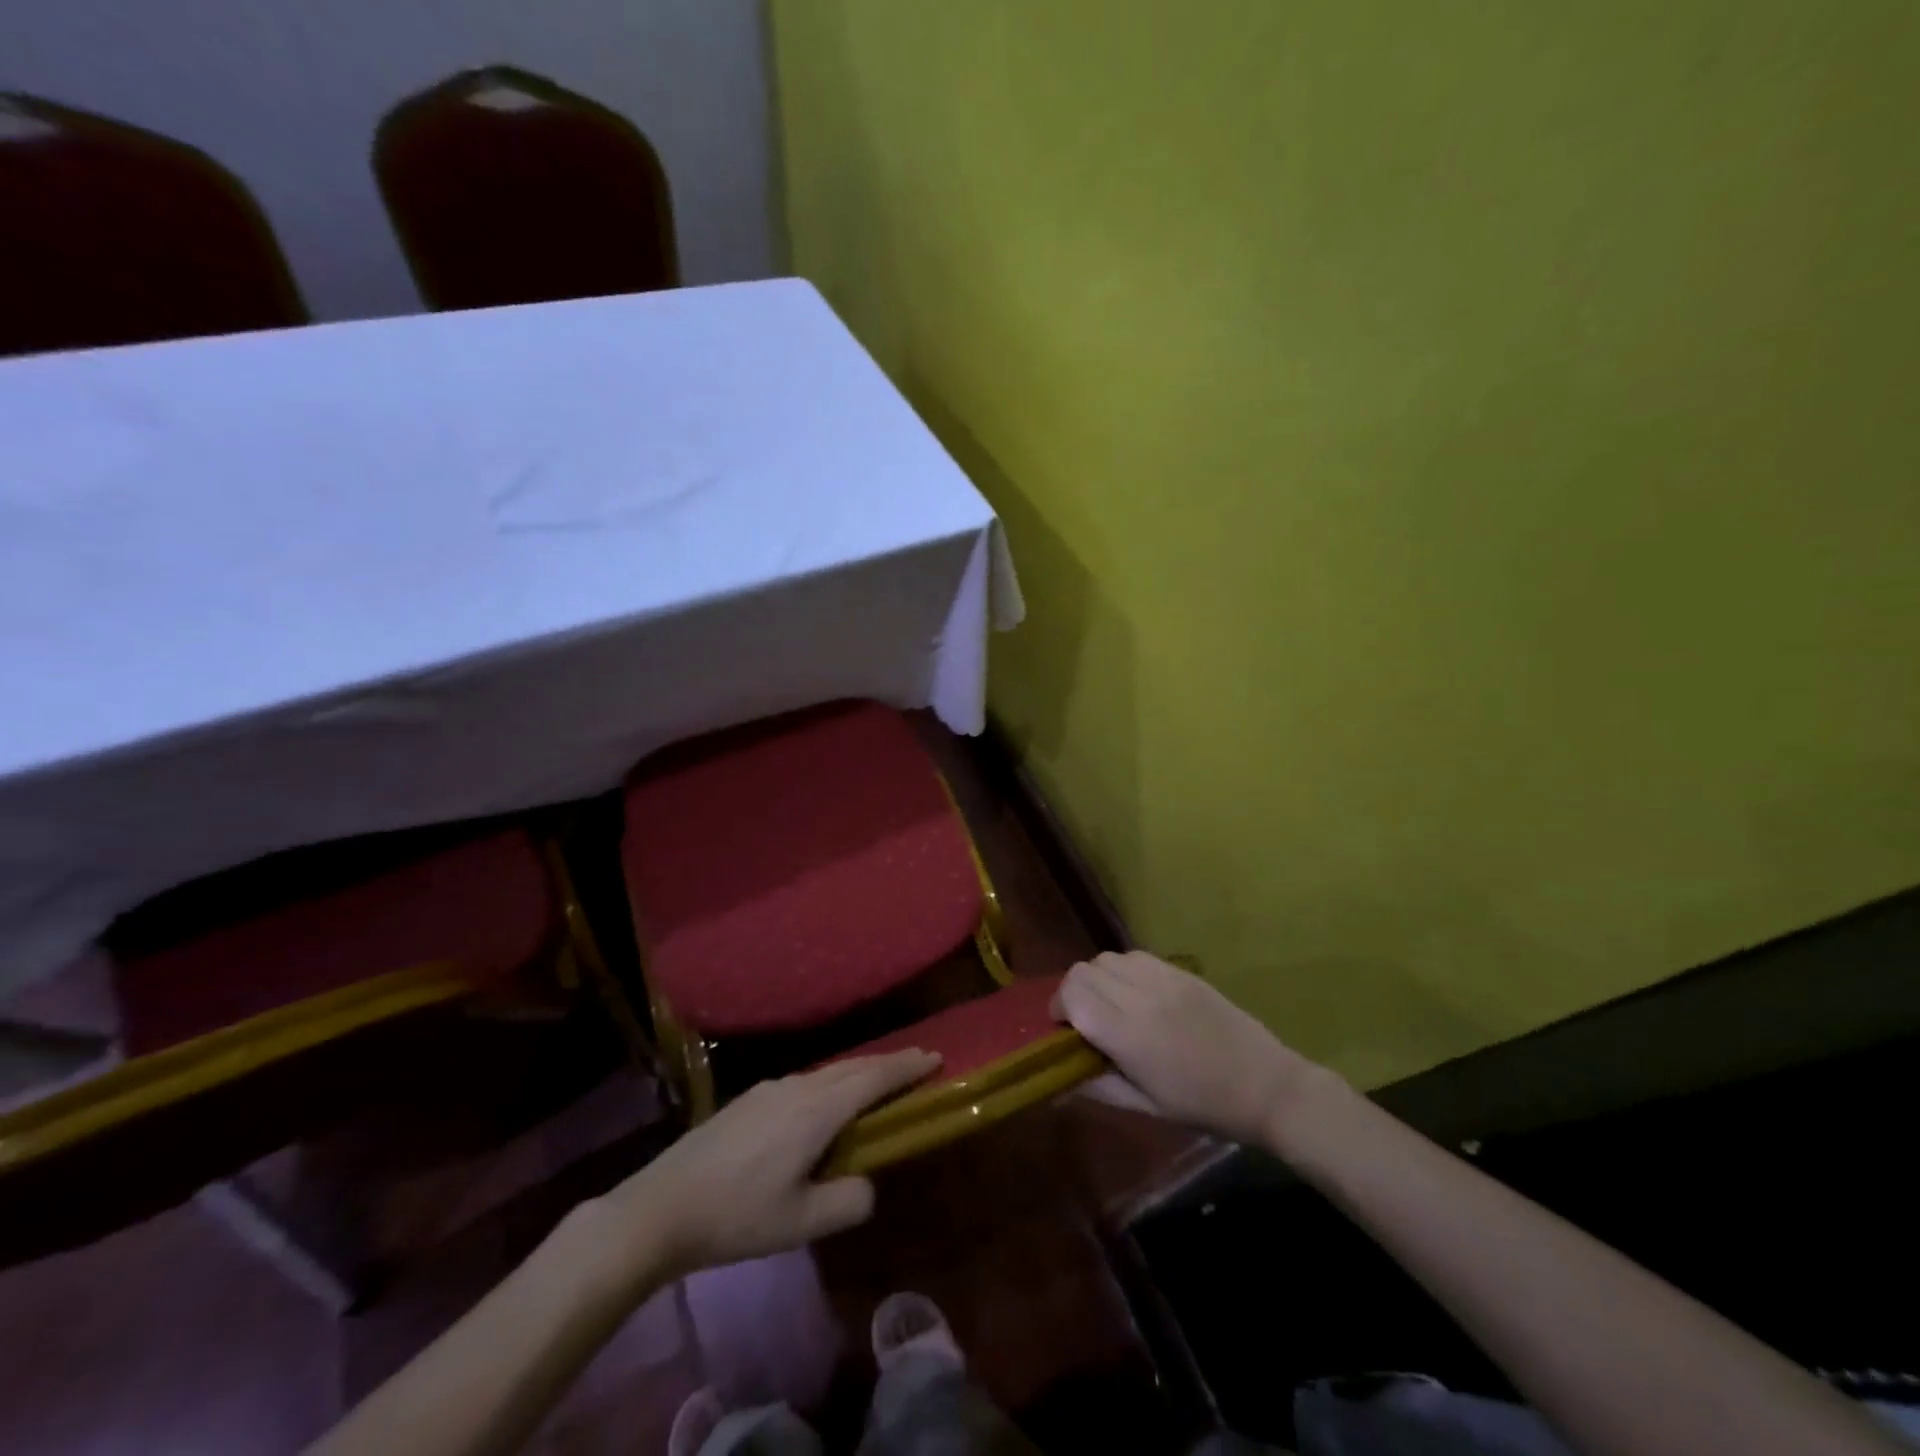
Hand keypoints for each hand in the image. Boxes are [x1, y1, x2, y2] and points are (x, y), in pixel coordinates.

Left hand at [590, 1049, 938, 1284]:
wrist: (661, 1207)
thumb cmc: (737, 1216)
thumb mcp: (800, 1223)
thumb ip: (848, 1201)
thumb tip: (867, 1183)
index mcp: (816, 1111)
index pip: (873, 1079)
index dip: (906, 1068)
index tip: (935, 1056)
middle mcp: (797, 1087)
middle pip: (853, 1067)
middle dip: (889, 1063)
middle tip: (918, 1061)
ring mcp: (769, 1088)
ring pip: (827, 1071)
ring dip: (859, 1071)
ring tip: (878, 1080)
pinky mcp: (749, 1098)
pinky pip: (805, 1080)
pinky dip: (832, 1081)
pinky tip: (824, 1101)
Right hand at [1053, 951, 1332, 1148]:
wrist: (1267, 1086)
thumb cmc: (1204, 1106)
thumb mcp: (1146, 1107)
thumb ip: (1098, 1087)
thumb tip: (1059, 1080)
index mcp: (1129, 1035)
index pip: (1073, 995)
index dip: (1058, 1008)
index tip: (1065, 1030)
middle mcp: (1141, 997)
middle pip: (1083, 970)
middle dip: (1073, 992)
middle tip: (1084, 1020)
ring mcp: (1163, 978)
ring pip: (1106, 958)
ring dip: (1097, 978)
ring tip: (1111, 1005)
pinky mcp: (1180, 971)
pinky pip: (1134, 956)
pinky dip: (1122, 970)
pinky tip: (1136, 994)